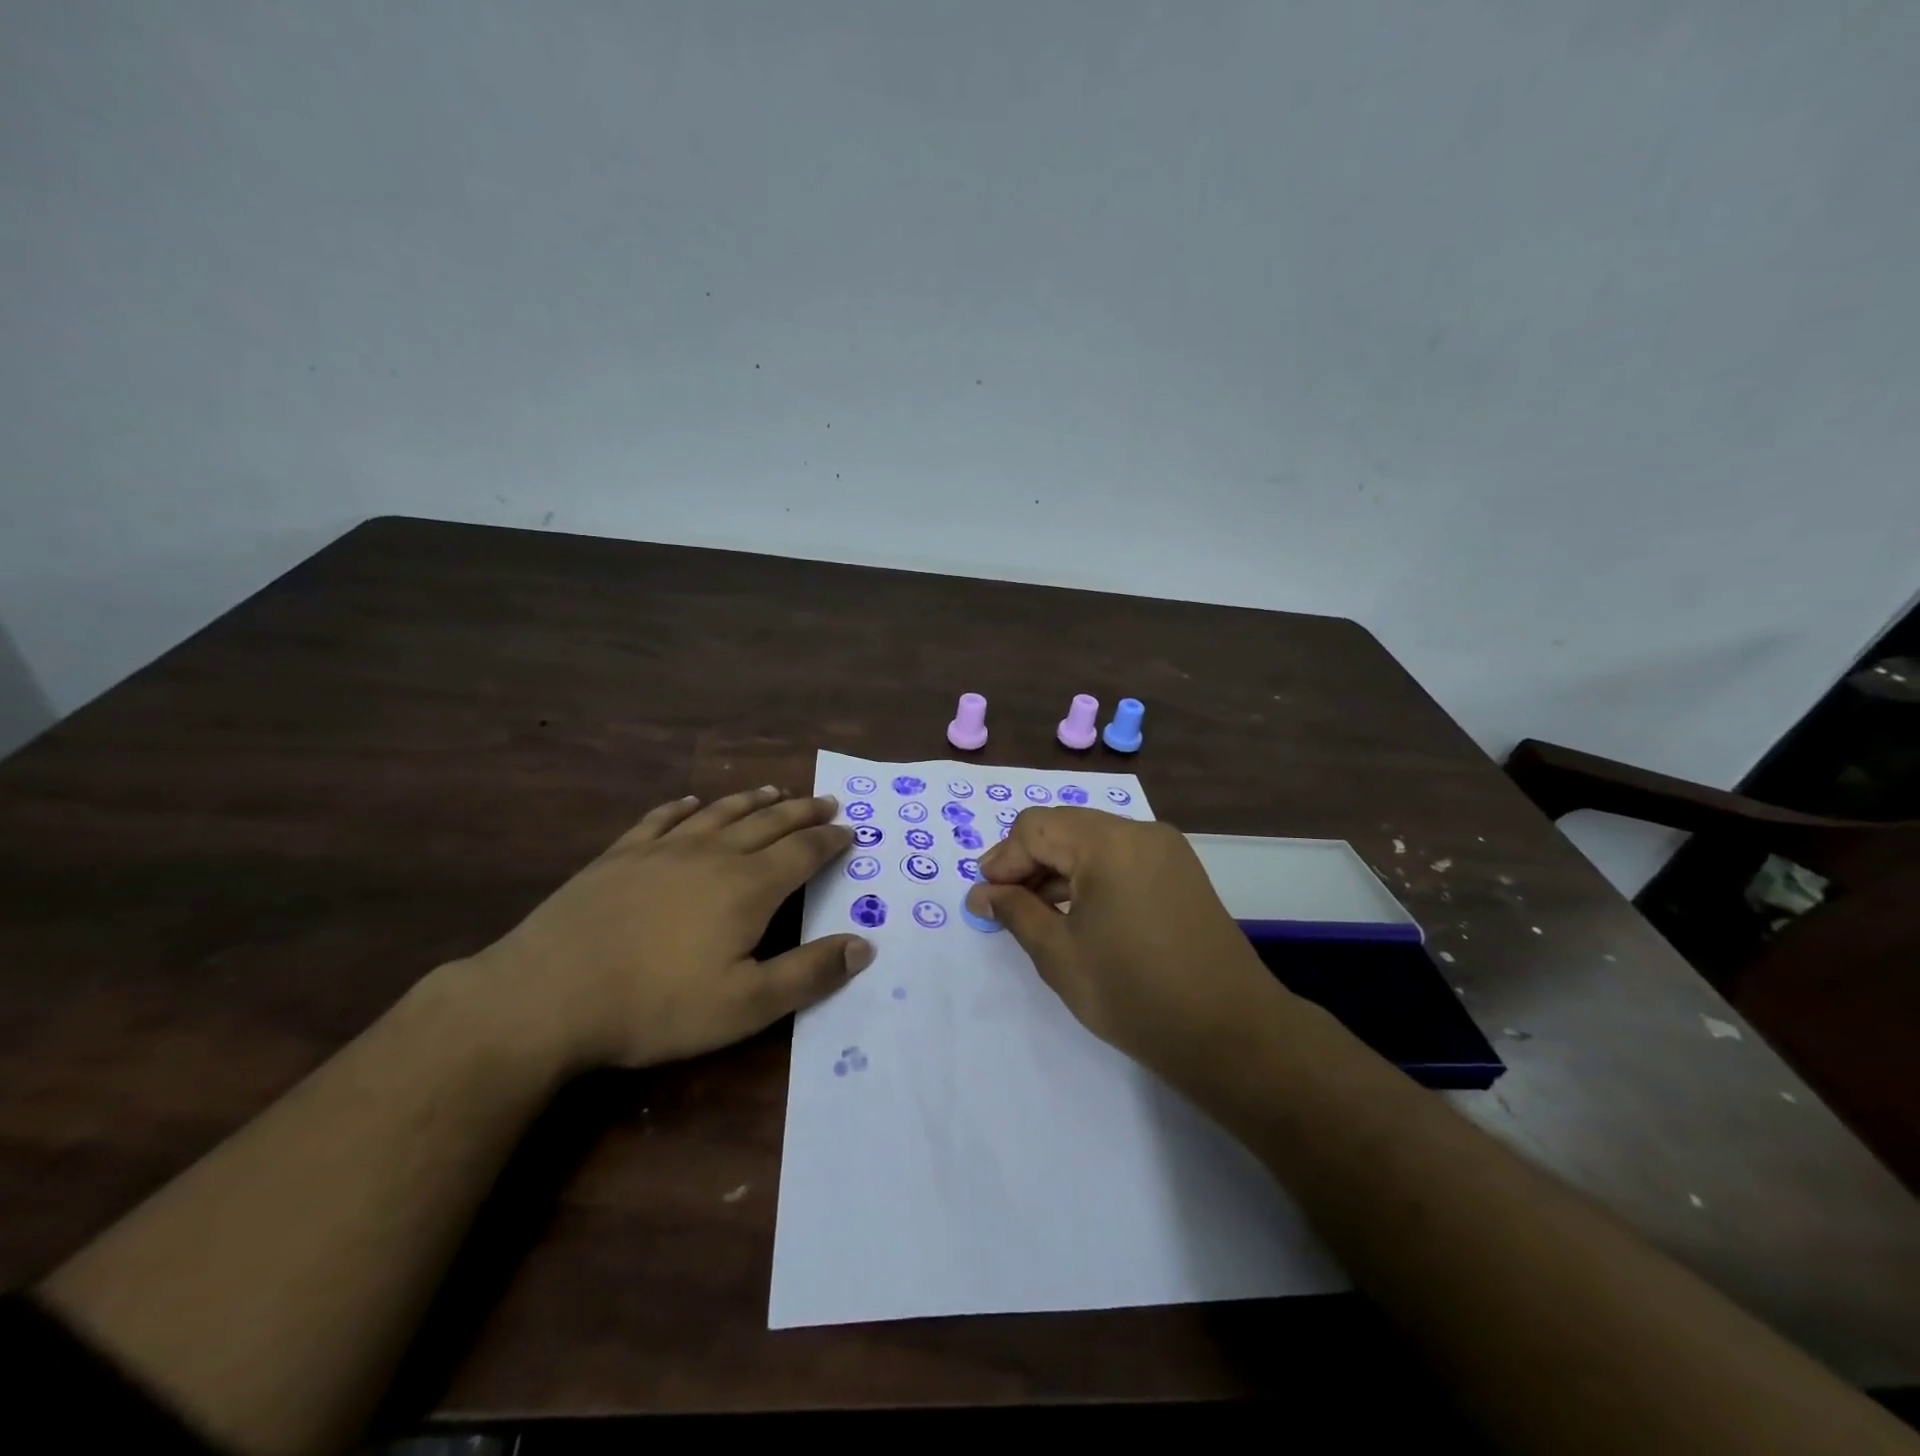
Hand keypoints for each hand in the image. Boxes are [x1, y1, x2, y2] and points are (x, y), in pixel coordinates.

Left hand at [478, 786, 870, 1069]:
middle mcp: (713, 855)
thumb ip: (809, 973)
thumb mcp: (747, 1004)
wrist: (548, 994)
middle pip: (768, 823)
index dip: (830, 841)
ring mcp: (662, 850)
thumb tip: (864, 945)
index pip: (803, 852)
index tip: (850, 831)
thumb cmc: (657, 1004)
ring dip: (752, 801)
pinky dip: (683, 807)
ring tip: (774, 790)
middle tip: (826, 802)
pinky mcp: (620, 856)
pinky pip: (661, 819)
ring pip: (720, 813)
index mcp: (749, 887)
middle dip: (802, 812)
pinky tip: (691, 802)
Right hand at [964, 808, 1290, 1087]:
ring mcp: (1166, 850)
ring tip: (1035, 913)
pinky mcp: (1180, 872)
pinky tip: (1076, 912)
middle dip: (1028, 862)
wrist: (1231, 1035)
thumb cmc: (1134, 994)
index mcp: (1108, 843)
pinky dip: (1091, 877)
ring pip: (1093, 842)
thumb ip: (1016, 912)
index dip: (1003, 860)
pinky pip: (1121, 858)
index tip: (984, 899)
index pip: (1035, 828)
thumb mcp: (1060, 955)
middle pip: (1065, 827)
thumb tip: (982, 893)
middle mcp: (1139, 831)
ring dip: (1059, 869)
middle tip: (1004, 905)